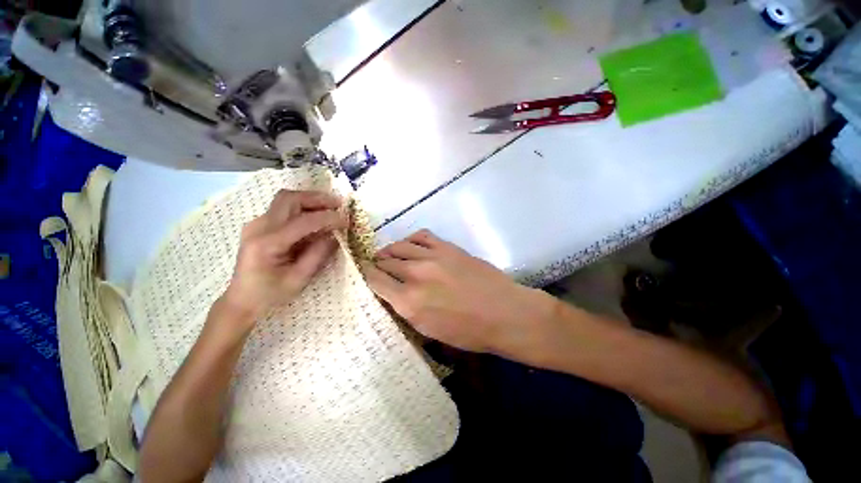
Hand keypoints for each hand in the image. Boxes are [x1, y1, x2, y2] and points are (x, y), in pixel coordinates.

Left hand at [222, 190, 346, 321]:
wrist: (242, 299)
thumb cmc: (270, 294)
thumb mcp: (299, 279)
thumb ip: (318, 255)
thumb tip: (335, 235)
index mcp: (266, 244)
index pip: (302, 221)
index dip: (327, 218)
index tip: (346, 220)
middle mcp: (258, 227)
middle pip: (289, 199)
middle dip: (317, 198)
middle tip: (338, 204)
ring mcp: (257, 224)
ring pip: (286, 199)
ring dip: (310, 200)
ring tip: (331, 207)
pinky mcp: (260, 225)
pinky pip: (284, 208)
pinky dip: (303, 207)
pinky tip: (316, 216)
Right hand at [361, 230, 557, 354]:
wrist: (504, 312)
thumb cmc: (469, 332)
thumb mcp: (431, 332)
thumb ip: (407, 311)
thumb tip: (393, 295)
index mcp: (408, 302)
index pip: (375, 281)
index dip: (366, 275)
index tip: (363, 274)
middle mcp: (415, 275)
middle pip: (385, 261)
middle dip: (377, 264)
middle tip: (377, 267)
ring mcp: (432, 257)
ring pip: (399, 246)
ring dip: (391, 251)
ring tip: (390, 255)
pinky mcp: (447, 247)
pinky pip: (421, 236)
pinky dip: (411, 240)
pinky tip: (412, 246)